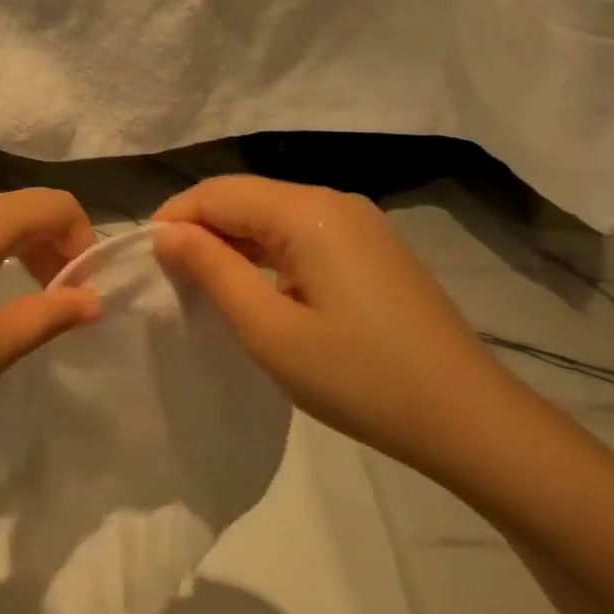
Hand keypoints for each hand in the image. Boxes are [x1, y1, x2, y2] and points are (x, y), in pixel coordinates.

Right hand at [153, 175, 519, 473]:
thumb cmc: (360, 378)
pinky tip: (253, 287)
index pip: (218, 193)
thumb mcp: (269, 329)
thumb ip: (212, 270)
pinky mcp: (370, 248)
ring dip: (232, 241)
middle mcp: (334, 202)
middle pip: (245, 197)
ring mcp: (358, 223)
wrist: (469, 420)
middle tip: (169, 278)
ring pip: (272, 214)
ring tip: (202, 285)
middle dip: (201, 229)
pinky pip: (300, 233)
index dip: (174, 218)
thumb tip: (166, 232)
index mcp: (308, 212)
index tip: (145, 261)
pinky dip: (265, 253)